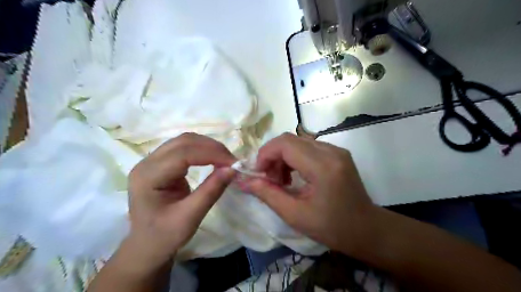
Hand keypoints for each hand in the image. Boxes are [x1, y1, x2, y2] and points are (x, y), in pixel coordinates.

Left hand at [128, 134, 235, 266]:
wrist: (146, 246)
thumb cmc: (164, 236)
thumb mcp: (190, 217)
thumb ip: (211, 191)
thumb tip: (233, 169)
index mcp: (148, 176)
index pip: (183, 154)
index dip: (211, 154)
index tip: (233, 163)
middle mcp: (147, 163)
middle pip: (183, 142)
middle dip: (211, 147)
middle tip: (232, 161)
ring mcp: (152, 161)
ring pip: (185, 141)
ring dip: (208, 146)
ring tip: (225, 159)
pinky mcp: (161, 163)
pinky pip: (184, 148)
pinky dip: (202, 150)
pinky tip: (213, 159)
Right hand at [247, 134, 373, 254]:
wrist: (367, 229)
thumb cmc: (332, 228)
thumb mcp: (295, 215)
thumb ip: (268, 194)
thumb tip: (244, 181)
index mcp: (323, 167)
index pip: (285, 144)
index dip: (265, 154)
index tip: (258, 173)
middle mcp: (331, 151)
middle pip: (290, 139)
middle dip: (272, 156)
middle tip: (269, 179)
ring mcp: (336, 150)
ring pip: (298, 142)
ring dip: (283, 157)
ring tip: (281, 180)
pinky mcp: (337, 153)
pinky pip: (308, 147)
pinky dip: (294, 158)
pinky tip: (295, 175)